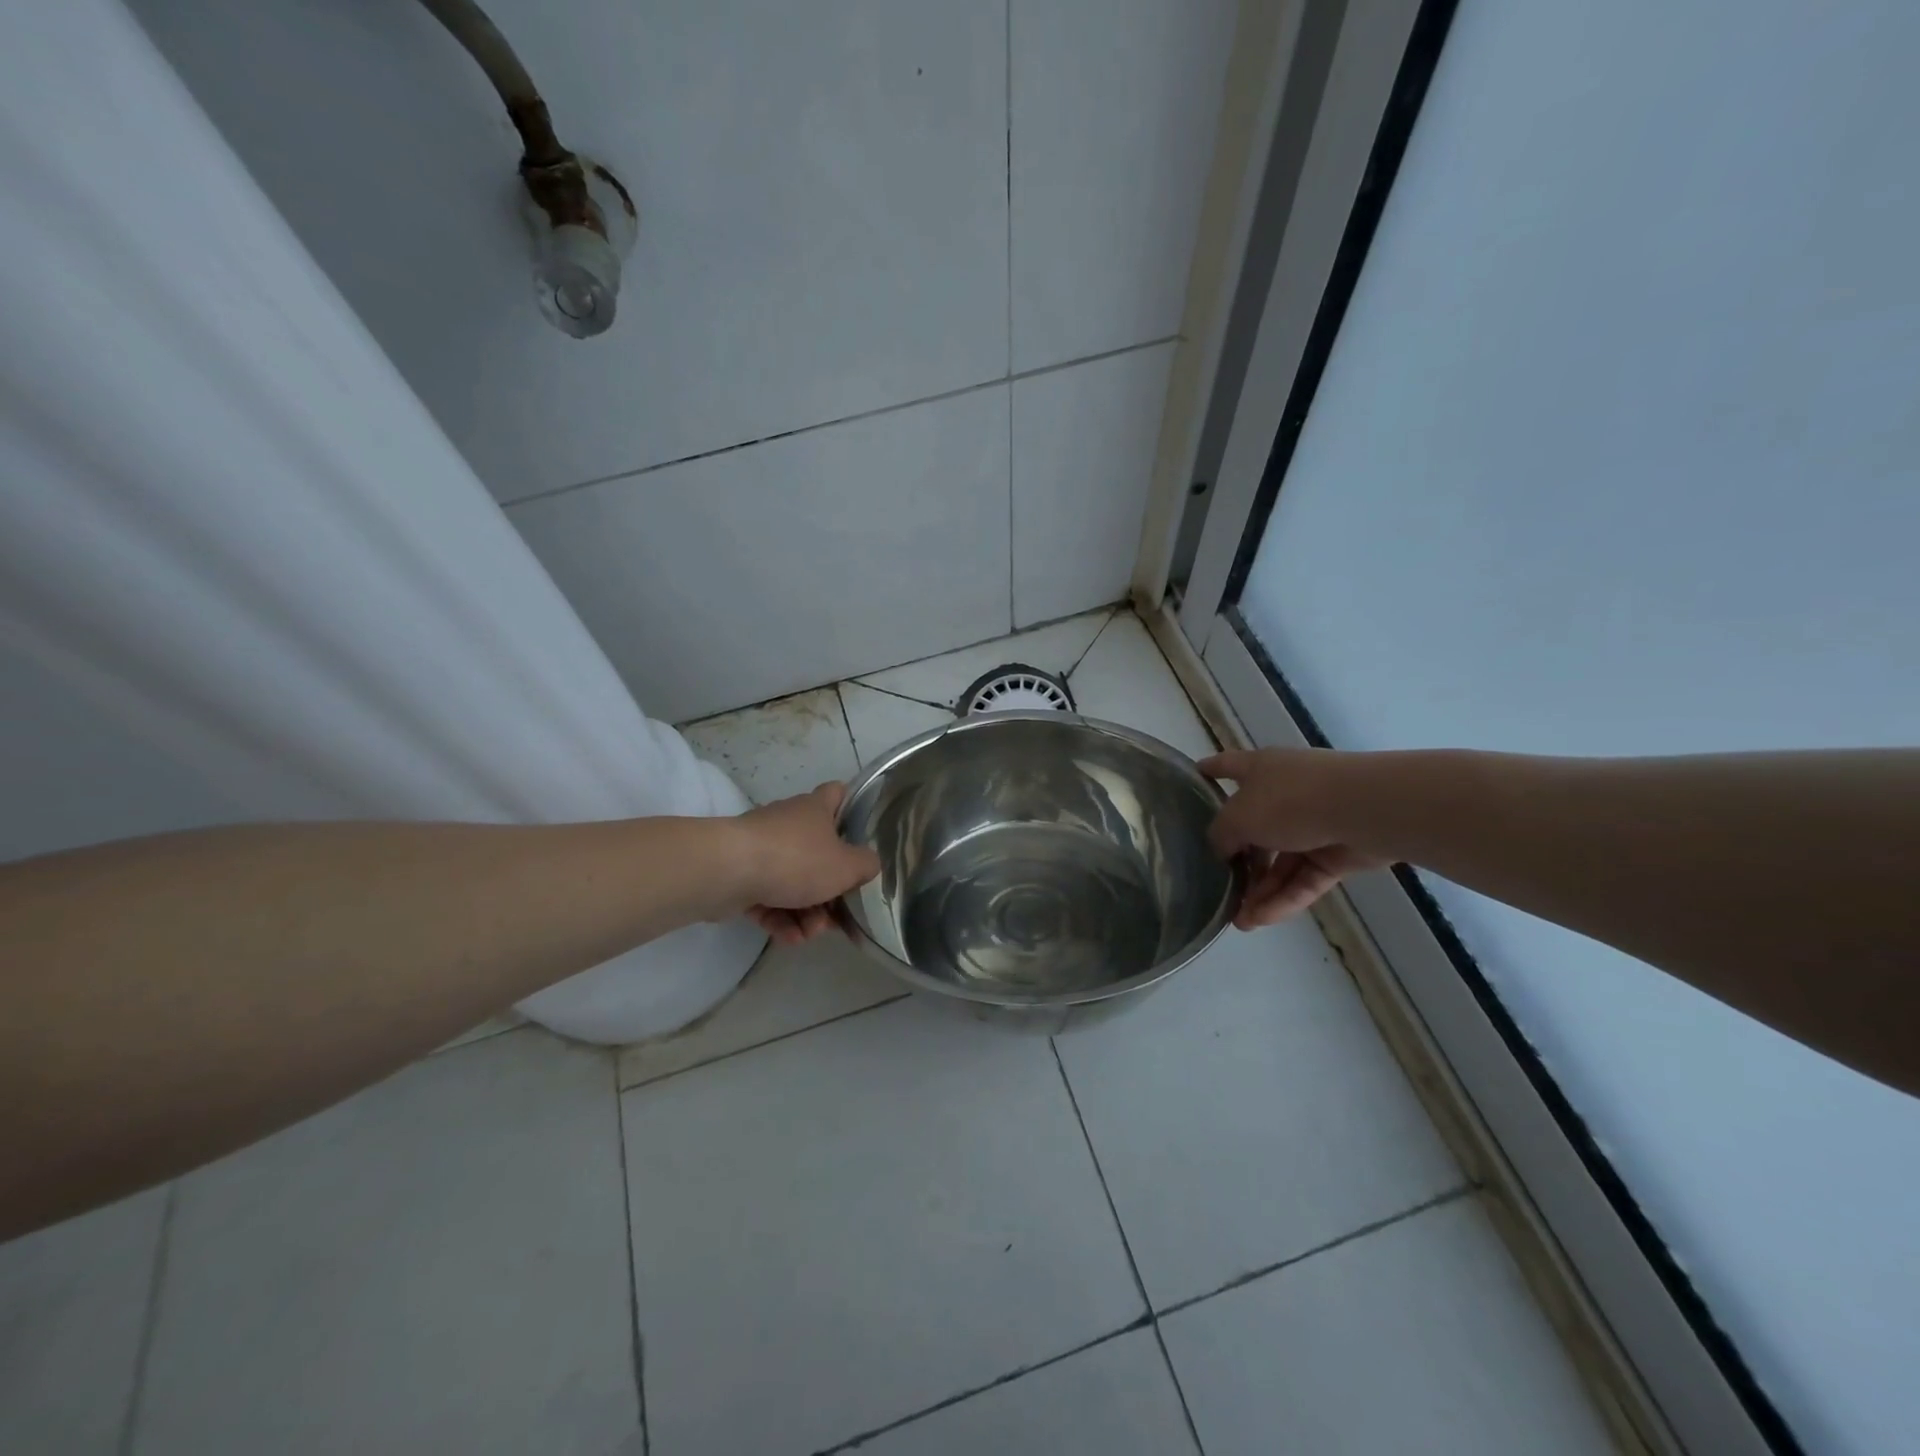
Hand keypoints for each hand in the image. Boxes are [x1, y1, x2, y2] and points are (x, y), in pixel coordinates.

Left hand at [732, 783, 881, 945]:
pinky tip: (789, 937)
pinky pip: (768, 898)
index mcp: (816, 809)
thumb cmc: (796, 859)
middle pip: (819, 853)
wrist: (728, 871)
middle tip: (838, 913)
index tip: (862, 836)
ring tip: (810, 933)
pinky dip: (780, 918)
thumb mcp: (847, 866)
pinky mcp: (740, 876)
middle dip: (830, 889)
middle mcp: (789, 824)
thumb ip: (867, 865)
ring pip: (793, 881)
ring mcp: (762, 850)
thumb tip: (869, 864)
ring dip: (807, 911)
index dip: (852, 809)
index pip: (838, 794)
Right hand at [1200, 748, 1386, 928]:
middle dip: (1237, 859)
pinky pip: (1304, 878)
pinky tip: (1261, 920)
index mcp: (1260, 770)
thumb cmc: (1290, 800)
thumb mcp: (1237, 817)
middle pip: (1254, 827)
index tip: (1196, 775)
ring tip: (1240, 921)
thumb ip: (1221, 835)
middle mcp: (1285, 792)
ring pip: (1280, 861)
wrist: (1364, 810)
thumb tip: (1221, 848)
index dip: (1210, 770)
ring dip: (1260, 890)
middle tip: (1220, 886)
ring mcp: (1314, 823)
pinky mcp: (1337, 854)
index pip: (1228, 766)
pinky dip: (1284, 898)